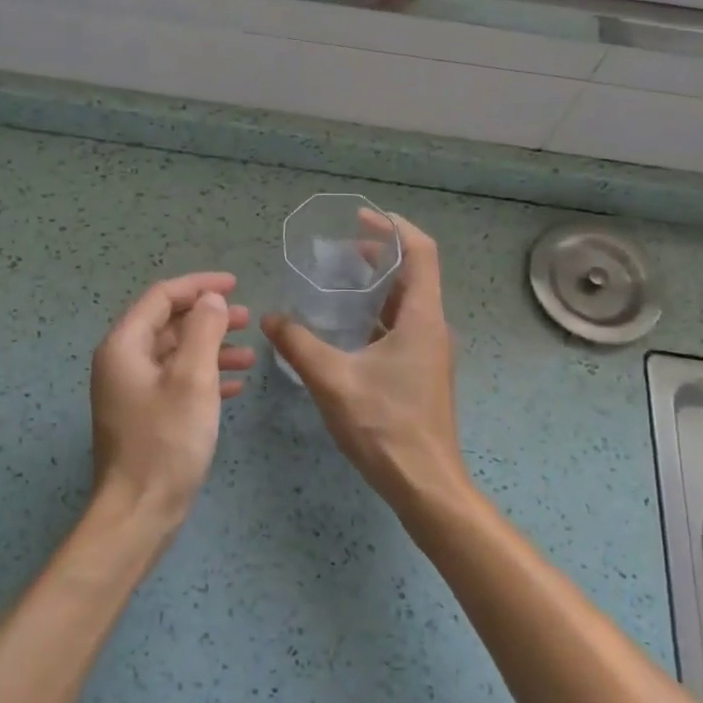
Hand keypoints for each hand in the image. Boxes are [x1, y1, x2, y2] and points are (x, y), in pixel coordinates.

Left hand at [90, 271, 254, 532]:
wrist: (139, 512)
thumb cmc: (167, 441)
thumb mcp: (192, 379)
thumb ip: (204, 330)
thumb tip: (210, 300)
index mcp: (125, 345)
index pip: (162, 297)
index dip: (199, 286)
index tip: (236, 285)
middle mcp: (122, 362)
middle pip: (168, 324)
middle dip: (209, 318)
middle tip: (248, 319)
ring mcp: (131, 391)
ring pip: (175, 355)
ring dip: (212, 349)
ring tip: (251, 354)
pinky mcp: (144, 416)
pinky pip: (176, 383)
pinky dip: (205, 377)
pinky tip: (236, 386)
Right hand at [262, 213, 472, 518]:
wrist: (424, 484)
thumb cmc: (384, 426)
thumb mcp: (333, 380)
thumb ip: (299, 344)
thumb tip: (271, 318)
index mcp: (422, 318)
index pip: (421, 252)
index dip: (394, 227)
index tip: (360, 218)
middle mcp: (432, 328)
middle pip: (413, 274)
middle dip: (379, 254)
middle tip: (337, 249)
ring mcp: (429, 352)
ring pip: (406, 303)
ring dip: (376, 286)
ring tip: (335, 282)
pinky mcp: (420, 373)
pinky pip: (400, 328)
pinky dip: (375, 315)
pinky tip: (343, 328)